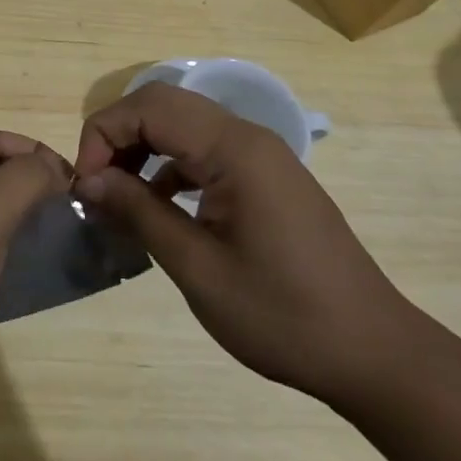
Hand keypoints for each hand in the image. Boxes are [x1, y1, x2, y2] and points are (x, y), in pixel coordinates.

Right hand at [74, 83, 434, 408]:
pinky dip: (169, 167)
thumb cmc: (283, 314)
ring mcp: (261, 156)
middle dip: (118, 137)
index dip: (104, 135)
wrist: (375, 355)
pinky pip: (204, 151)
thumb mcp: (197, 267)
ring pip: (182, 125)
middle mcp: (247, 137)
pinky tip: (158, 208)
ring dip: (142, 149)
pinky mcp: (266, 178)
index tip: (86, 186)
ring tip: (119, 197)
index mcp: (234, 149)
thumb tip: (89, 180)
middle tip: (97, 186)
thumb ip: (139, 212)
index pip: (148, 107)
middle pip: (163, 106)